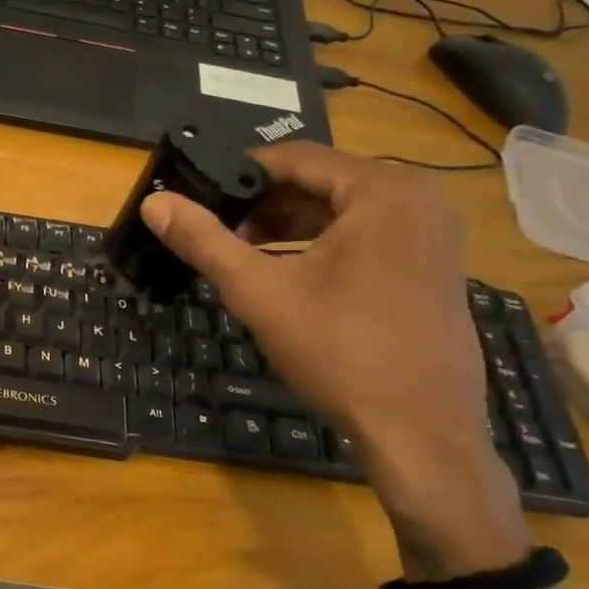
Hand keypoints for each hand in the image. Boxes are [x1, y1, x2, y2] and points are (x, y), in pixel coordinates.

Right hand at [143, 143, 526, 565]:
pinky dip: (325, 244)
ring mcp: (434, 233)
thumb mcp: (259, 290)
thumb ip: (204, 240)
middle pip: (321, 181)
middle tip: (219, 231)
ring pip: (344, 209)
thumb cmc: (339, 349)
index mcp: (383, 190)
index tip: (199, 196)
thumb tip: (153, 202)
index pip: (294, 157)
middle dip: (264, 204)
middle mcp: (419, 198)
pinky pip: (369, 234)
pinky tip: (290, 274)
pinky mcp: (436, 265)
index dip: (239, 174)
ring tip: (245, 254)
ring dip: (291, 225)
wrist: (421, 431)